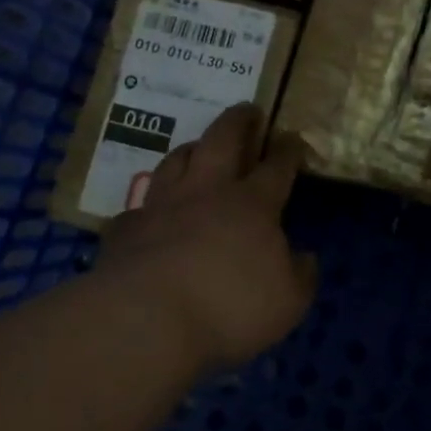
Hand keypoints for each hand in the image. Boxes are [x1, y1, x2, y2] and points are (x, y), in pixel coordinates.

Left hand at [94, 104, 316, 373]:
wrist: (145, 321)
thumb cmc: (229, 309)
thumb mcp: (288, 302)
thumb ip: (301, 276)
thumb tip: (304, 257)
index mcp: (252, 204)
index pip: (276, 166)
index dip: (288, 150)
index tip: (293, 137)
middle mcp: (207, 192)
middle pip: (223, 140)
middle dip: (239, 121)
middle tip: (248, 109)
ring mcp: (161, 206)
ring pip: (177, 161)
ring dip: (192, 149)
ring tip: (199, 146)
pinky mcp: (126, 229)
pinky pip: (138, 207)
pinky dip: (149, 206)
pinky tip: (150, 212)